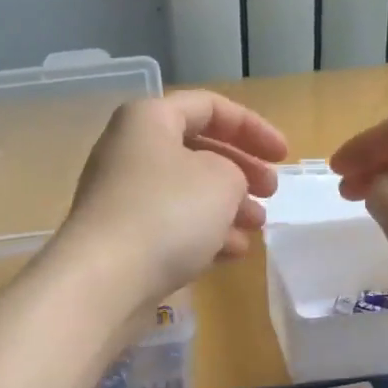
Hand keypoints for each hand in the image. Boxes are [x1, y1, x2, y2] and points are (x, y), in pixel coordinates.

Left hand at [60, 91, 287, 302]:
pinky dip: (204, 234)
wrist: (104, 279)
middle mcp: (130, 151)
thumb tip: (222, 185)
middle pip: (197, 150)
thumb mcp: (222, 180)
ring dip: (227, 207)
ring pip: (186, 192)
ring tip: (257, 228)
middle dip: (241, 170)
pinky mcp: (122, 238)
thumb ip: (235, 170)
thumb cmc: (167, 213)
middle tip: (271, 193)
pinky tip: (232, 254)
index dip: (252, 127)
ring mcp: (122, 197)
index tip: (283, 156)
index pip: (208, 107)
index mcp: (148, 120)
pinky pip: (171, 226)